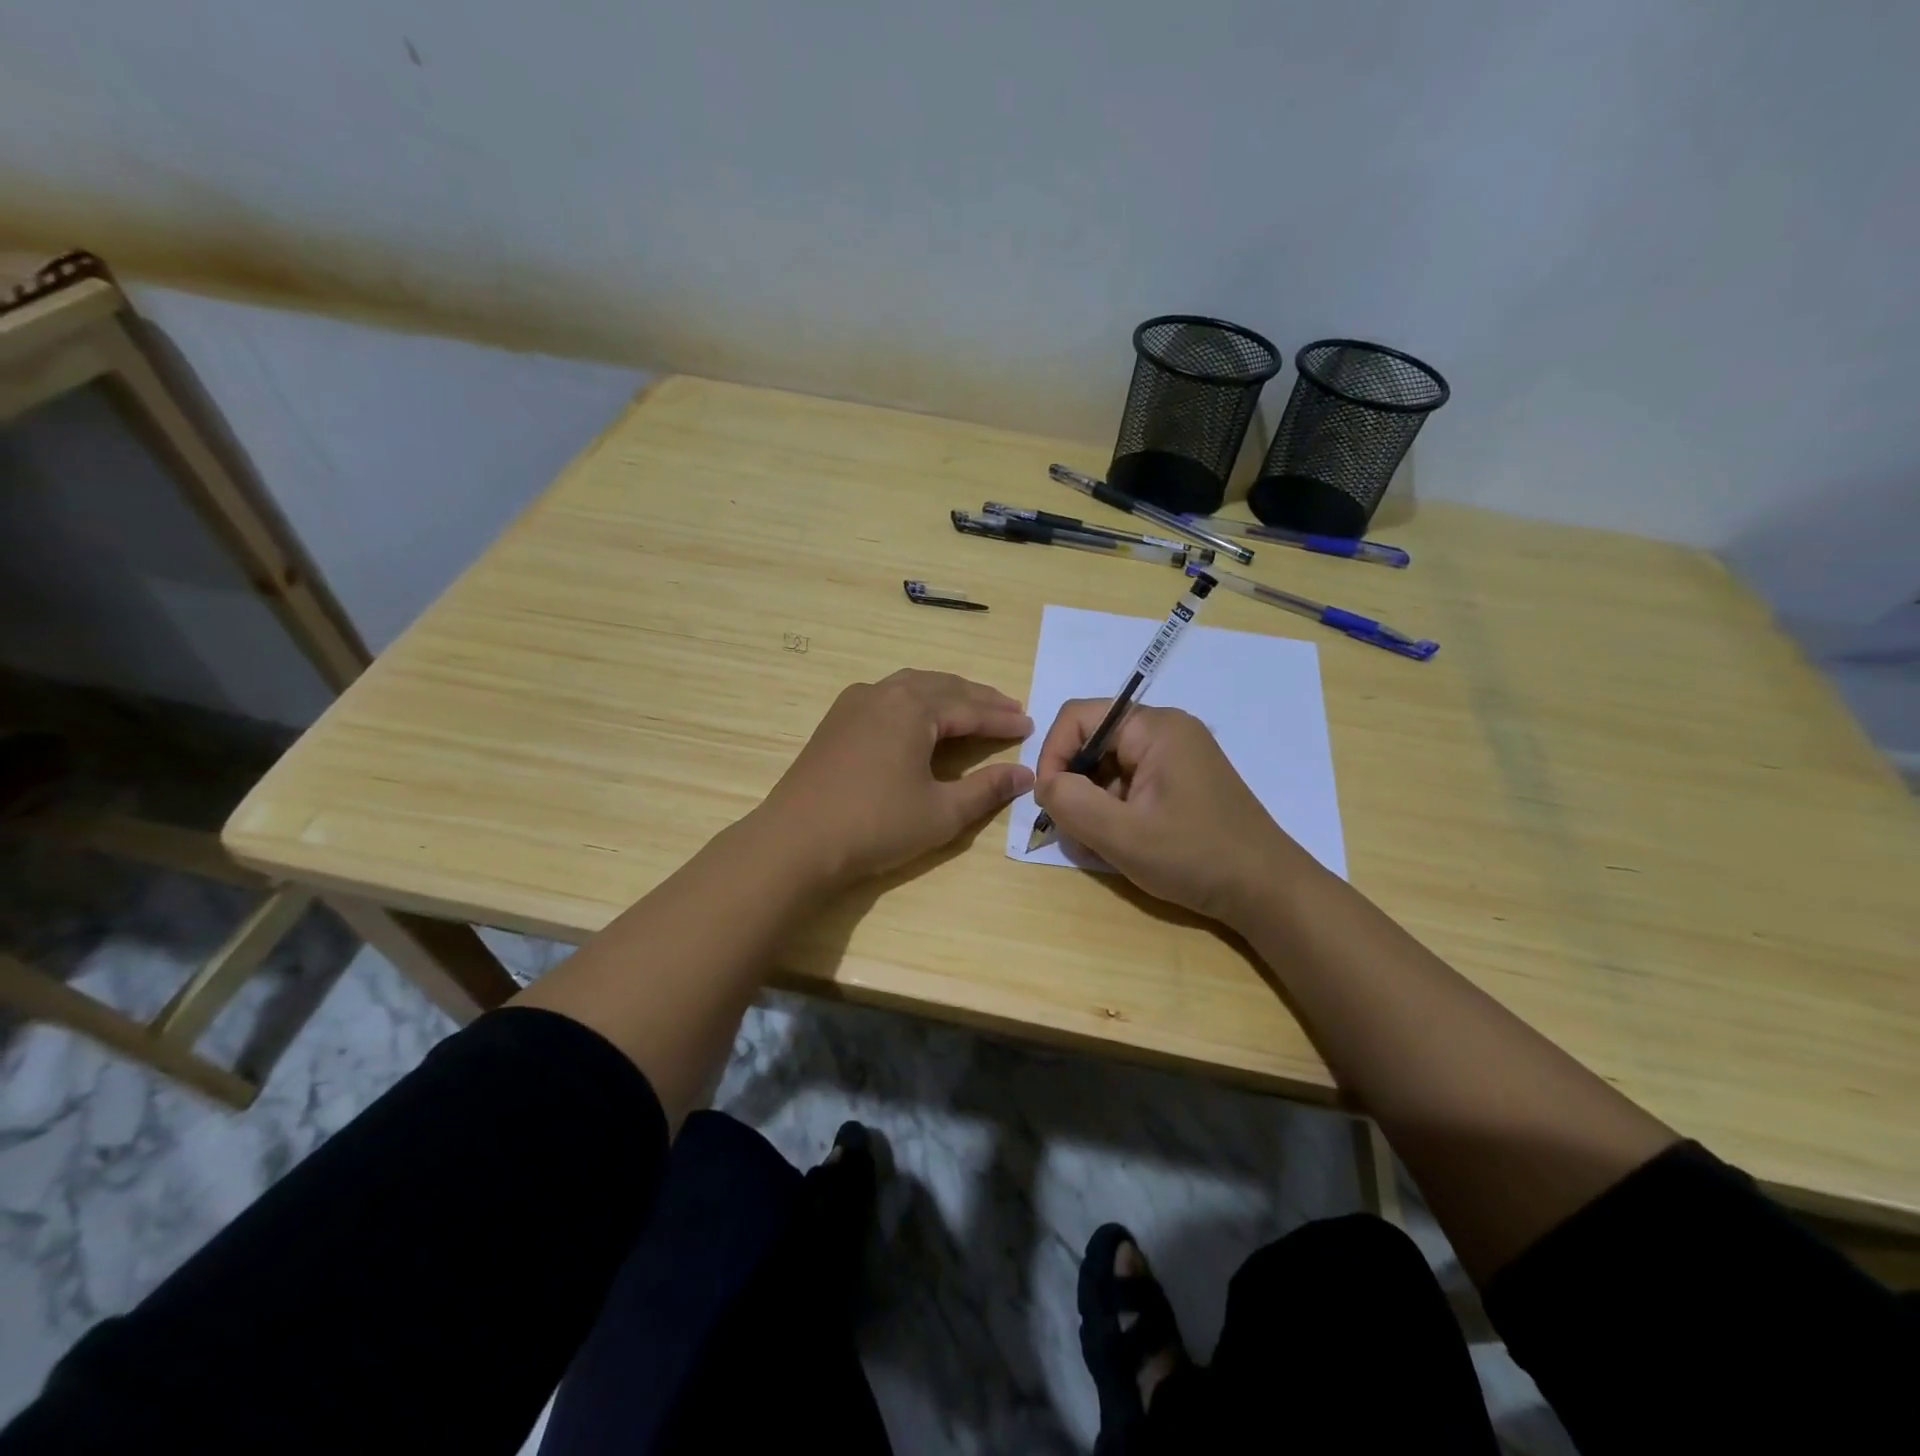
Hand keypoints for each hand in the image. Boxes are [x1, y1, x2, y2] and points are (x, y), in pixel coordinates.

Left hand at [759, 670, 1034, 887]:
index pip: (969, 708)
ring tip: (972, 708)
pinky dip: (916, 701)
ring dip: (946, 695)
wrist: (796, 842)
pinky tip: (920, 718)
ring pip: (912, 686)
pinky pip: (887, 697)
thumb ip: (986, 789)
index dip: (1001, 718)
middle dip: (978, 699)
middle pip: (942, 687)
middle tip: (1009, 710)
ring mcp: (854, 703)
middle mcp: (883, 693)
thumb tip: (1025, 774)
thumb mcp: (941, 813)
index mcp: (912, 708)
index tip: (1028, 725)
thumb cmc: (875, 825)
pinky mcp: (836, 720)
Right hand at [1033, 701, 1311, 924]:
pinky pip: (1130, 786)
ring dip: (1093, 805)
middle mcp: (1165, 732)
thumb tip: (1046, 784)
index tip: (1049, 802)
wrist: (1267, 892)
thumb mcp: (1122, 834)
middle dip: (1074, 786)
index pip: (1078, 717)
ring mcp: (1176, 758)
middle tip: (1075, 832)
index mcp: (1155, 727)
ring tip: (1100, 846)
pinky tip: (1121, 846)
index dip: (1053, 755)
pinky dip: (1115, 813)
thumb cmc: (1195, 857)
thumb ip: (1070, 803)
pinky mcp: (1181, 784)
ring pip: (1108, 769)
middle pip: (1093, 743)